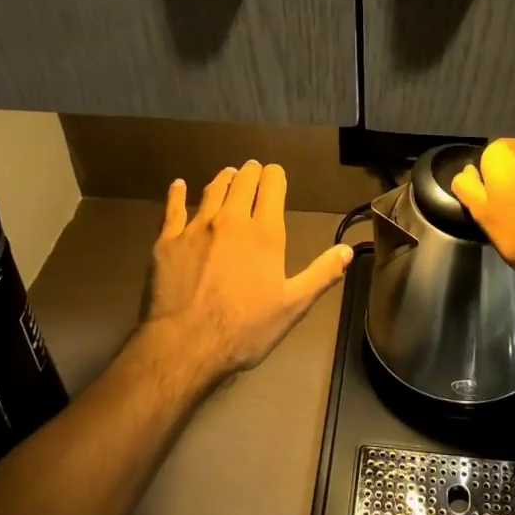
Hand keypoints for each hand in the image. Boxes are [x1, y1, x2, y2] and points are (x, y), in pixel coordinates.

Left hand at [141, 161, 354, 383]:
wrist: (186, 344)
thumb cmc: (245, 328)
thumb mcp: (292, 306)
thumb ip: (321, 274)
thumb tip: (348, 250)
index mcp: (264, 232)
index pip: (272, 185)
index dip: (275, 175)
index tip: (275, 174)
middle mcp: (231, 219)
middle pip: (242, 181)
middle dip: (251, 172)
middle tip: (252, 171)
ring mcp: (196, 227)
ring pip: (212, 190)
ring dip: (223, 179)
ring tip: (228, 175)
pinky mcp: (167, 240)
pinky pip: (173, 208)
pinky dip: (177, 193)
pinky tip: (178, 185)